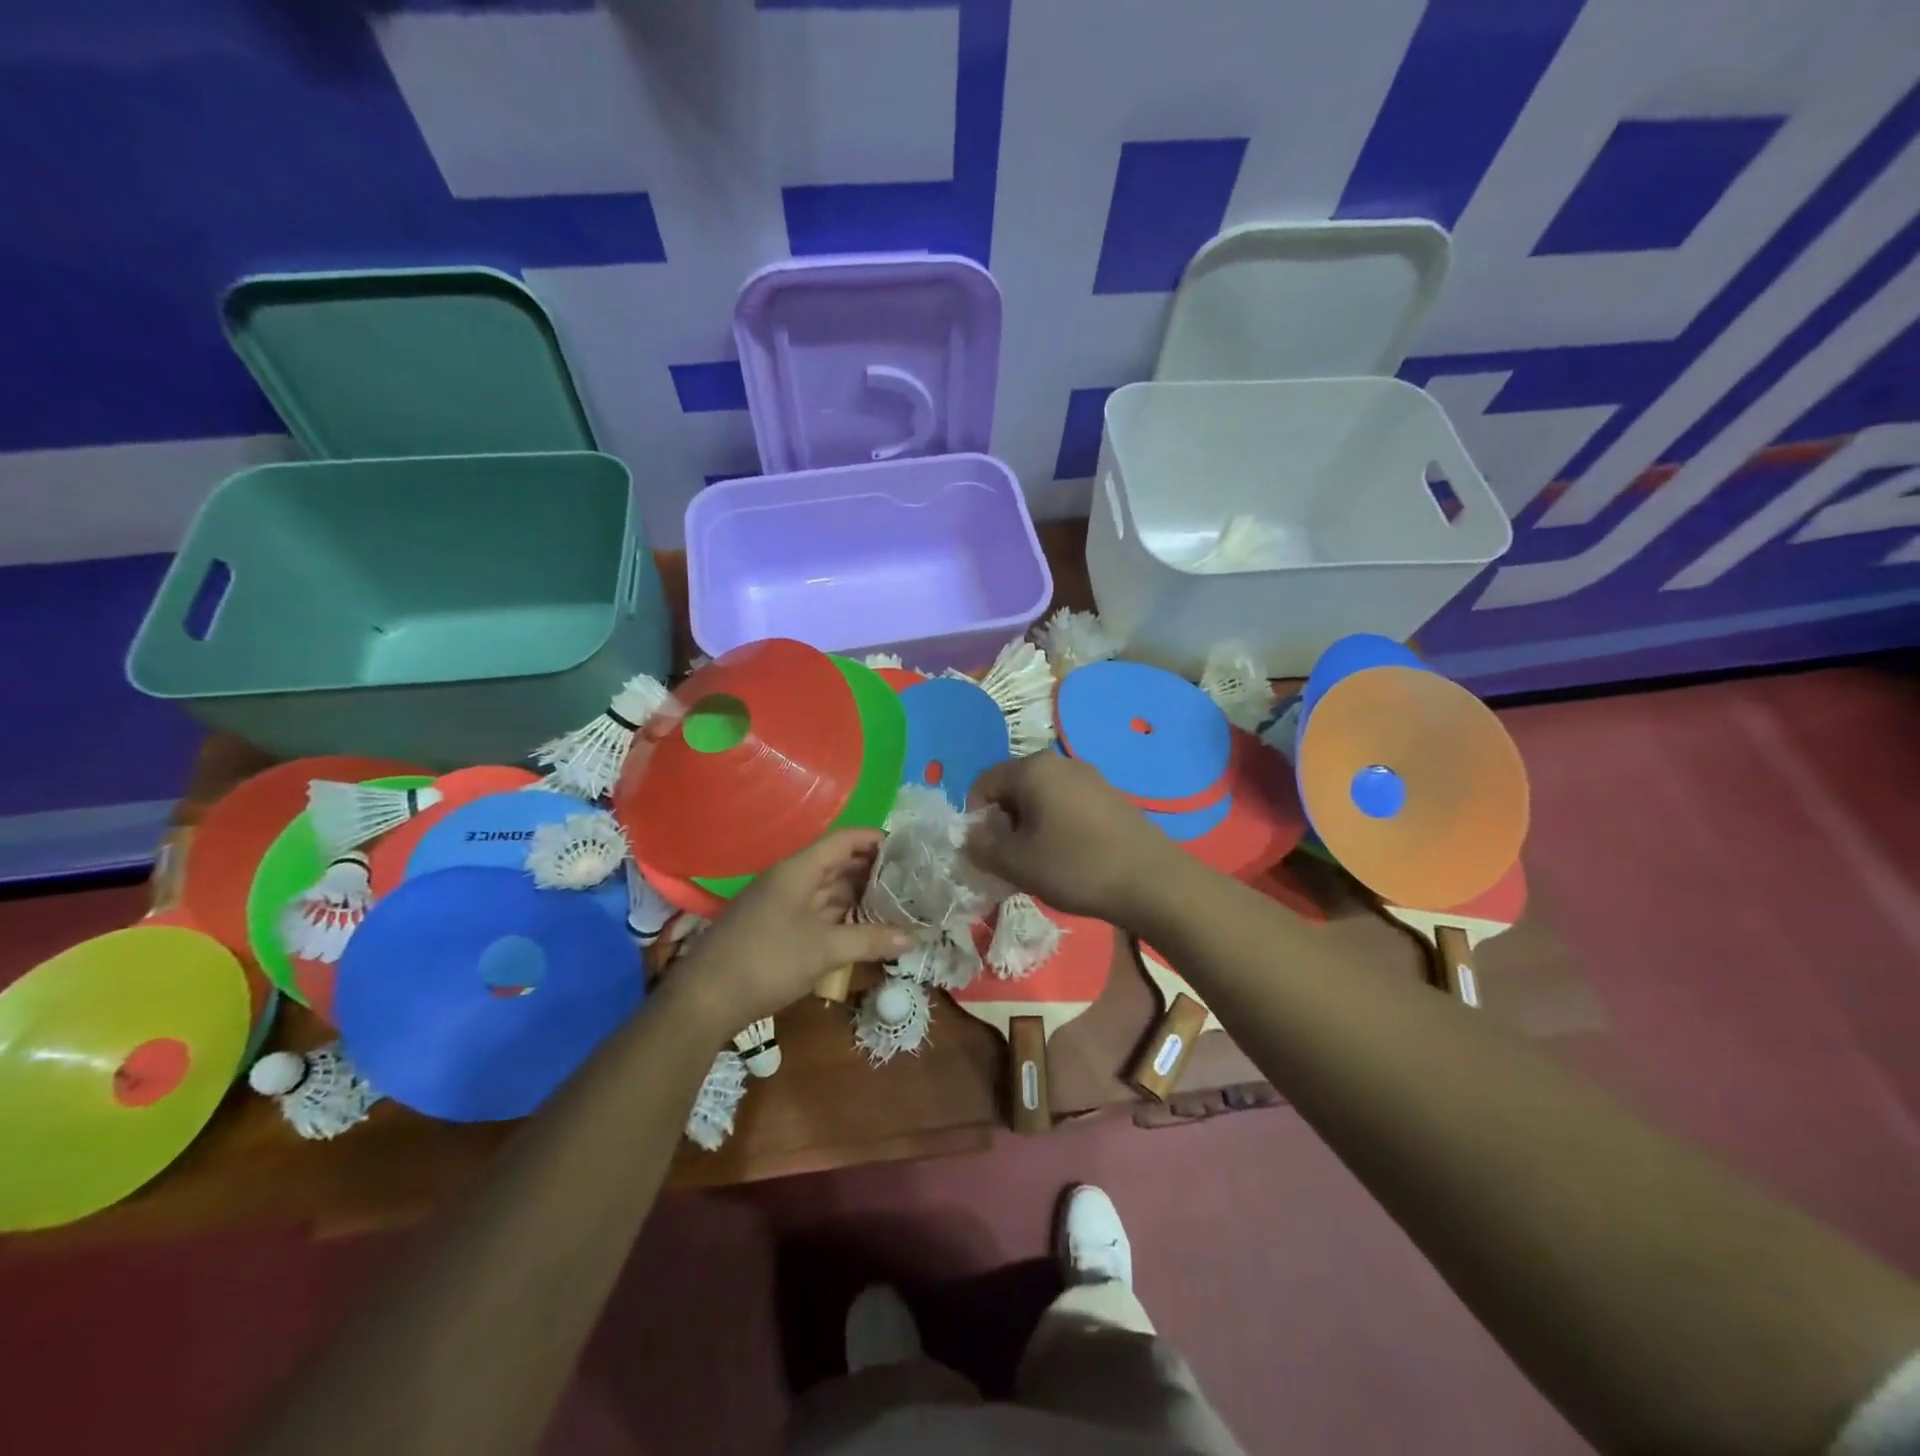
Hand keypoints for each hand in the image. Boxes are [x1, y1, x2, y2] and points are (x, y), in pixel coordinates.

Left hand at [672, 830, 912, 1032]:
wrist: (704, 999)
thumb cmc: (767, 961)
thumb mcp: (824, 949)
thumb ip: (870, 940)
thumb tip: (913, 937)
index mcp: (799, 870)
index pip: (844, 840)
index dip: (875, 839)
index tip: (908, 848)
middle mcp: (790, 879)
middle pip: (837, 863)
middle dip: (873, 870)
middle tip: (910, 880)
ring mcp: (781, 904)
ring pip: (828, 889)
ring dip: (859, 895)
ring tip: (896, 902)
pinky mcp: (776, 928)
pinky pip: (817, 911)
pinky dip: (842, 916)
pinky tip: (864, 928)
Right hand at [964, 753, 1182, 924]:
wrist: (1152, 881)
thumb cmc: (1076, 866)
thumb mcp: (1016, 863)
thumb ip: (981, 847)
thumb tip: (970, 836)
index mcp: (1033, 769)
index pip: (984, 782)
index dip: (975, 817)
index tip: (984, 851)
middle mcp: (1061, 762)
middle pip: (1014, 788)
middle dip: (1004, 823)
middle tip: (1010, 861)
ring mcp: (1090, 777)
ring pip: (1042, 798)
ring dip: (1030, 827)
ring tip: (1039, 863)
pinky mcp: (1111, 796)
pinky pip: (1068, 805)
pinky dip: (1057, 827)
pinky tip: (1069, 858)